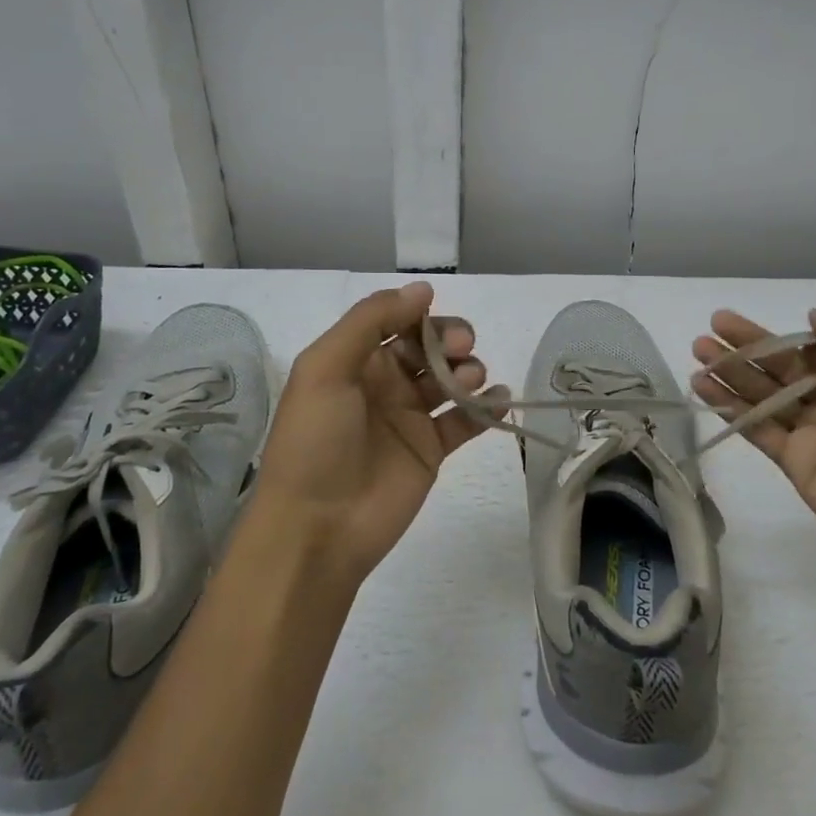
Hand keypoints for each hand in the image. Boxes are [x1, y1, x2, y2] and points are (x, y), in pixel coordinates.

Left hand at [250, 282, 506, 586]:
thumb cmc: (316, 440)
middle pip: (429, 346)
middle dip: (450, 339)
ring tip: (469, 382)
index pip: (395, 321)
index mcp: (354, 360)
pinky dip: (486, 406)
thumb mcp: (326, 368)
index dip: (419, 315)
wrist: (318, 526)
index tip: (436, 317)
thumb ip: (371, 320)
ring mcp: (410, 417)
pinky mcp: (432, 449)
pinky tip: (498, 399)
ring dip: (468, 369)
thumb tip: (423, 289)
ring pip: (450, 378)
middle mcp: (384, 383)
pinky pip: (466, 419)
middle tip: (460, 348)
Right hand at [691, 309, 815, 591]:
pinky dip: (730, 407)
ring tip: (698, 349)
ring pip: (764, 391)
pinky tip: (703, 388)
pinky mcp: (793, 460)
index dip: (800, 340)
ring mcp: (812, 430)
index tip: (794, 345)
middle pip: (784, 364)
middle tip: (714, 323)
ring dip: (732, 370)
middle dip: (750, 343)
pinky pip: (756, 427)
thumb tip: (814, 317)